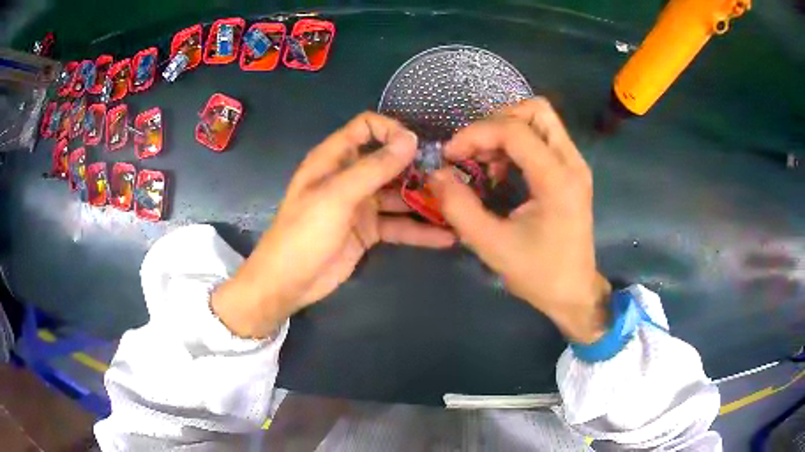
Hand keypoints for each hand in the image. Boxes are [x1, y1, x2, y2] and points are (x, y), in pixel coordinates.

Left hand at [212, 112, 454, 337]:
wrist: (288, 282)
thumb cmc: (304, 233)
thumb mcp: (337, 196)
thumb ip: (374, 168)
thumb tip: (410, 139)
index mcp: (334, 159)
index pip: (366, 128)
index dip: (391, 130)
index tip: (419, 147)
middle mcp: (349, 177)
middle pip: (389, 162)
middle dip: (418, 169)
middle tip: (451, 179)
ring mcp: (361, 205)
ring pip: (399, 195)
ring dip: (425, 200)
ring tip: (457, 206)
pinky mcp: (369, 231)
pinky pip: (399, 225)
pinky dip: (420, 231)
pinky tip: (446, 237)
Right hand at [429, 98, 610, 343]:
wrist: (574, 292)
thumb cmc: (538, 274)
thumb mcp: (492, 245)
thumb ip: (459, 207)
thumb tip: (435, 174)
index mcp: (557, 180)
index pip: (515, 130)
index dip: (476, 133)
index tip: (450, 154)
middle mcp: (572, 163)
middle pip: (536, 110)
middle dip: (496, 121)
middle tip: (473, 149)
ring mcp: (575, 165)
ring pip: (540, 119)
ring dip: (506, 130)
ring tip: (484, 161)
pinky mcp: (571, 171)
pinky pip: (542, 137)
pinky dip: (516, 143)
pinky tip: (501, 170)